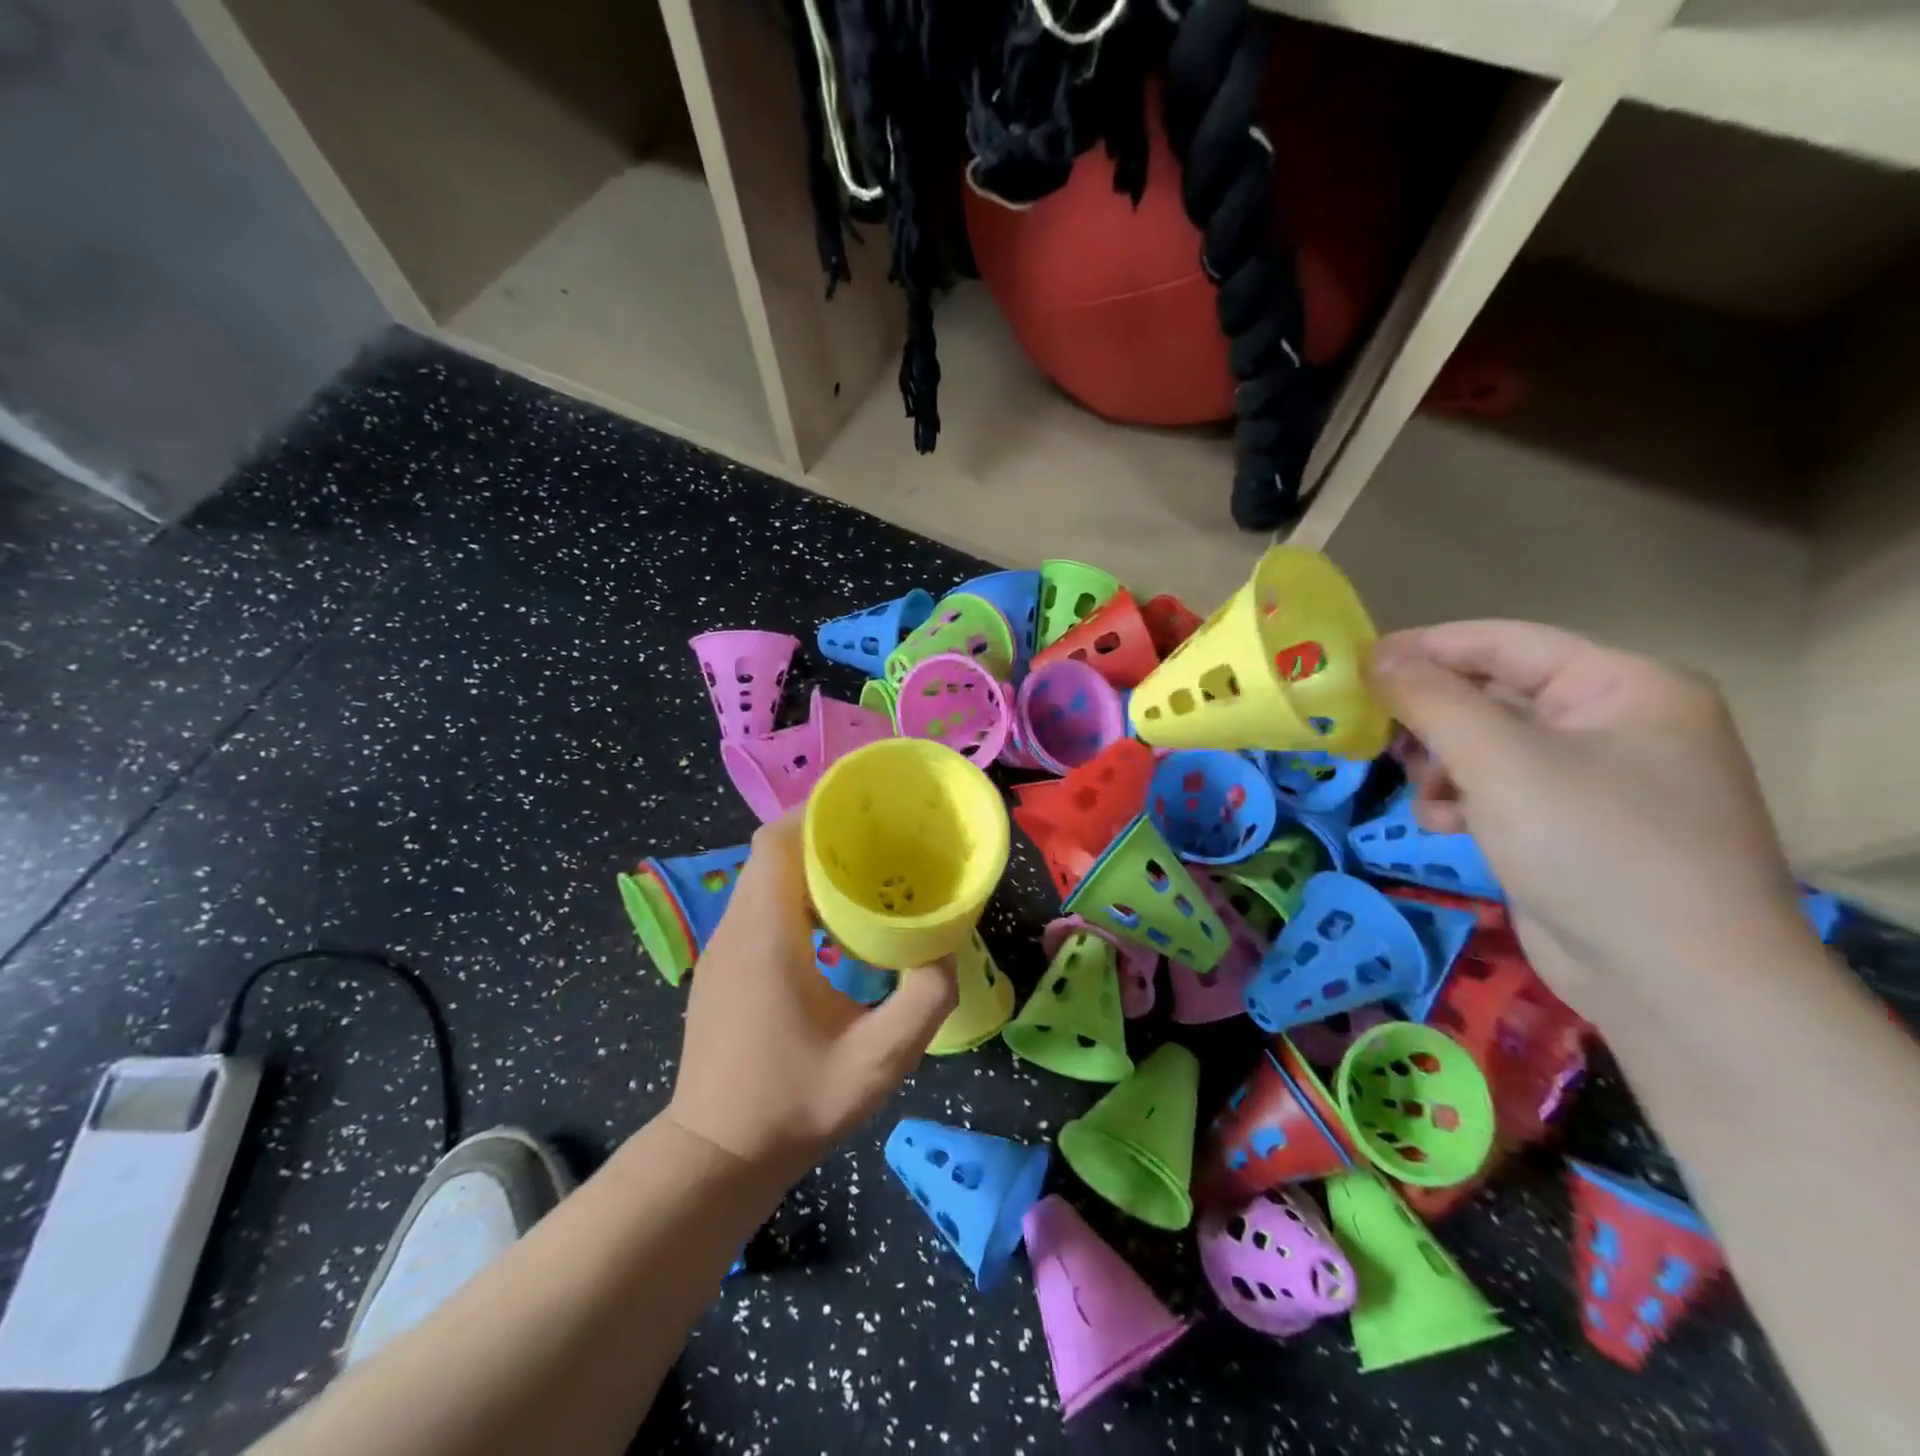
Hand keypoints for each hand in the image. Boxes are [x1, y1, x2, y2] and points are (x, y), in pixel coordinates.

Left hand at [667, 813, 957, 1180]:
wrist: (717, 1157)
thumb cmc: (793, 1105)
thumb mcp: (877, 1062)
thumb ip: (924, 1001)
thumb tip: (946, 951)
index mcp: (766, 935)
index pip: (777, 841)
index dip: (817, 814)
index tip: (866, 812)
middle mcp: (736, 929)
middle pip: (772, 851)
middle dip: (822, 834)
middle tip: (880, 842)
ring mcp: (722, 949)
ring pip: (763, 877)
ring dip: (808, 864)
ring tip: (864, 875)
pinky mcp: (723, 968)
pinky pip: (758, 905)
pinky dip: (794, 894)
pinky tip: (833, 925)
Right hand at [1368, 621, 1808, 1020]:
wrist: (1673, 982)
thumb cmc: (1592, 845)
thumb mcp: (1499, 759)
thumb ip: (1431, 699)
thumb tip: (1374, 659)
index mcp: (1622, 685)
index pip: (1503, 642)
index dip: (1424, 648)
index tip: (1354, 665)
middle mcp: (1615, 723)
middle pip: (1492, 695)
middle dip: (1431, 720)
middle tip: (1375, 738)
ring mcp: (1597, 779)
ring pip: (1487, 746)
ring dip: (1441, 767)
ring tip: (1423, 797)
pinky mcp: (1572, 828)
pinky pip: (1500, 791)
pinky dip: (1463, 801)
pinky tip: (1445, 827)